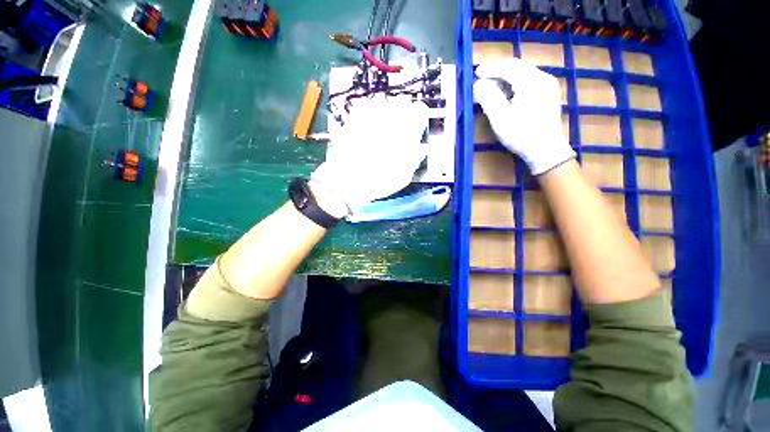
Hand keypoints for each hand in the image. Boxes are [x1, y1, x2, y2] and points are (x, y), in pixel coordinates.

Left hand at [311, 94, 428, 212]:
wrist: (349, 180)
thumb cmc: (380, 181)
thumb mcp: (404, 176)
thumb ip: (415, 158)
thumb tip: (422, 148)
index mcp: (407, 131)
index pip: (420, 110)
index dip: (418, 118)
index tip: (415, 126)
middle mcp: (391, 117)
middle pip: (402, 101)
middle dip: (403, 113)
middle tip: (398, 128)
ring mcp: (370, 114)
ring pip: (383, 100)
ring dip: (385, 110)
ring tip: (380, 126)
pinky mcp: (354, 116)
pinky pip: (364, 104)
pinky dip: (367, 111)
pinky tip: (365, 125)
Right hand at [473, 58, 574, 174]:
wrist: (546, 150)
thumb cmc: (522, 136)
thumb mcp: (501, 119)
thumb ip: (489, 99)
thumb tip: (478, 85)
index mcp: (532, 82)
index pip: (508, 67)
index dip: (490, 68)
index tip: (476, 72)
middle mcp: (543, 78)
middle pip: (517, 66)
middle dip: (498, 70)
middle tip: (482, 76)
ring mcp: (548, 85)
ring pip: (524, 72)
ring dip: (505, 76)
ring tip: (490, 85)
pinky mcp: (548, 93)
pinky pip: (529, 80)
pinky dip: (514, 82)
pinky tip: (505, 92)